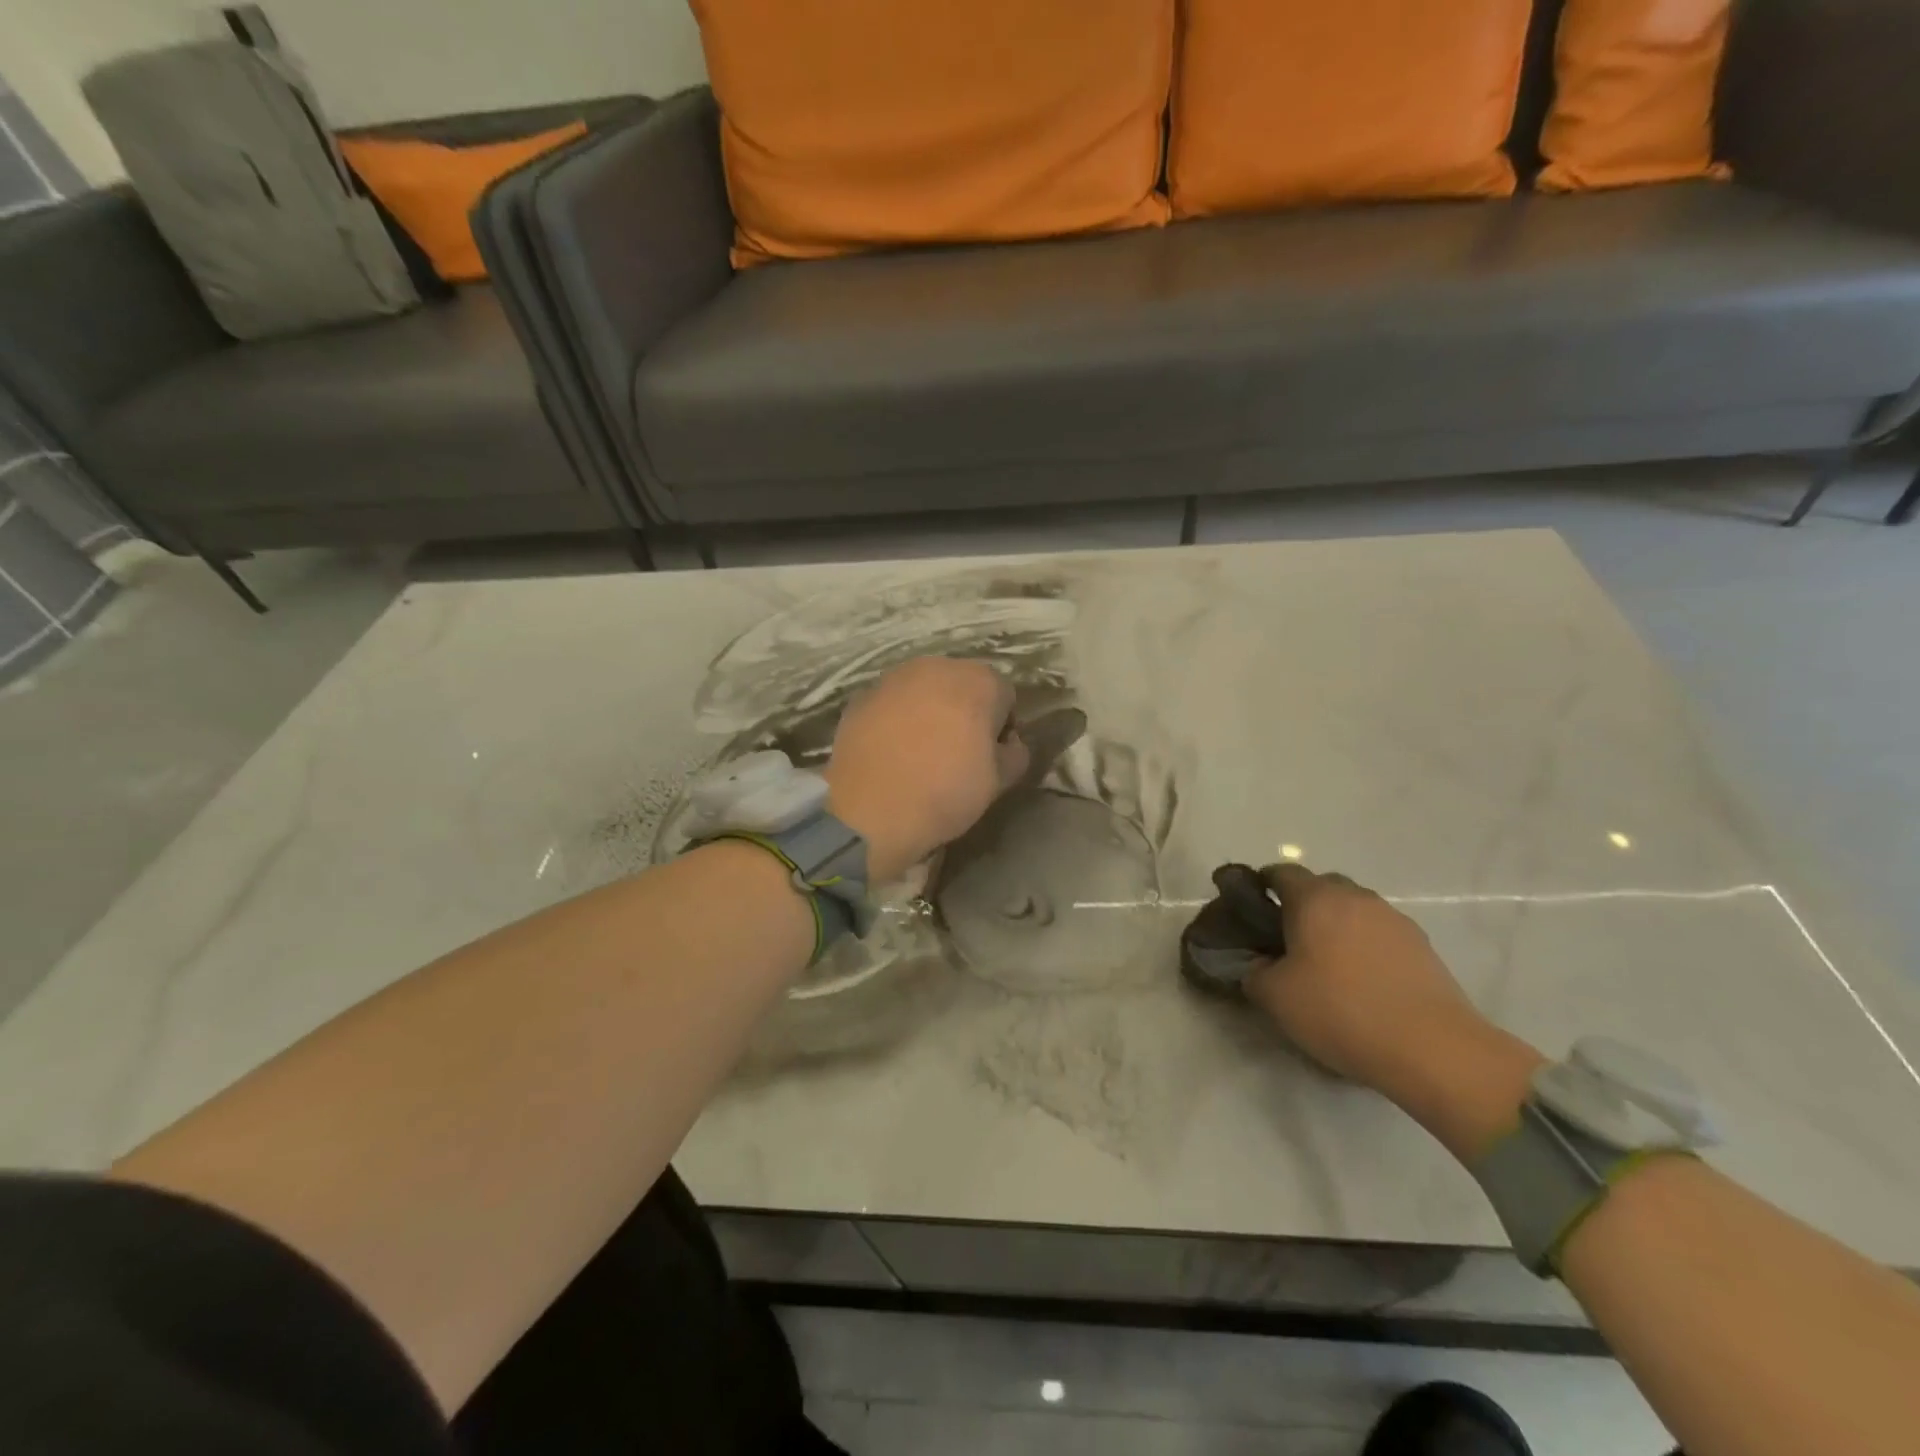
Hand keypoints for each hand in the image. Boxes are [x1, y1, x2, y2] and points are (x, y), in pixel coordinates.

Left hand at [825, 657, 1029, 882]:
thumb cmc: (945, 792)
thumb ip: (1015, 754)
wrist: (869, 810)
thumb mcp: (998, 782)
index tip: (990, 757)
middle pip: (962, 685)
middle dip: (965, 711)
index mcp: (979, 681)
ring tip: (921, 752)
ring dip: (929, 711)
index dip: (1002, 727)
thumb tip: (1010, 743)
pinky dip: (896, 719)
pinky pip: (892, 704)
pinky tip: (891, 753)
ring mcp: (893, 678)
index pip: (1005, 697)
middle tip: (958, 753)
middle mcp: (937, 666)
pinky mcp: (861, 696)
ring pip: (924, 690)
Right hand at [1244, 864, 1544, 1158]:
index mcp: (1315, 898)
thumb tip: (1256, 965)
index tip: (1252, 914)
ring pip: (1353, 910)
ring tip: (1328, 967)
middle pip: (1320, 887)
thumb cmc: (1341, 1012)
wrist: (1435, 1050)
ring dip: (1337, 927)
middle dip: (1301, 906)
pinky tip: (1363, 983)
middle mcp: (1356, 897)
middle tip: (1288, 943)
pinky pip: (1380, 934)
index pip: (1280, 872)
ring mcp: (1394, 919)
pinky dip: (1365, 947)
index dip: (1261, 888)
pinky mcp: (1423, 947)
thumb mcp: (1276, 997)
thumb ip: (1253, 972)